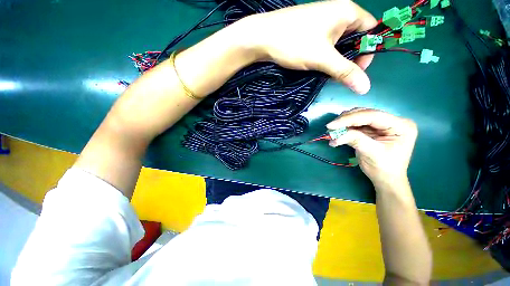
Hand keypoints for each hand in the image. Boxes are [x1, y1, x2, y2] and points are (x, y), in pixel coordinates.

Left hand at [236, 0, 376, 93]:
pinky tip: (317, 65)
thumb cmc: (295, 43)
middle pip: (355, 37)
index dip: (367, 51)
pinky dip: (325, 56)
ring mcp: (322, 21)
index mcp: (347, 11)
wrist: (262, 38)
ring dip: (335, 59)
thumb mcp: (323, 59)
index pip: (370, 30)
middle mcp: (337, 12)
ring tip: (325, 71)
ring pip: (339, 43)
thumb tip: (366, 88)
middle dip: (349, 58)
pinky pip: (326, 44)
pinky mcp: (311, 30)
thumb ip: (345, 72)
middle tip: (337, 74)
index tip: (356, 70)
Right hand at [326, 109, 417, 188]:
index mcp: (400, 125)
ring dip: (343, 123)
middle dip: (345, 120)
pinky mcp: (372, 129)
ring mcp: (381, 124)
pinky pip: (355, 124)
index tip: (331, 125)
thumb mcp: (372, 153)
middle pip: (364, 114)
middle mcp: (392, 121)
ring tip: (332, 131)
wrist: (385, 178)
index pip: (372, 116)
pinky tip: (337, 133)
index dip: (350, 119)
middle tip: (330, 128)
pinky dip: (344, 128)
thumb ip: (356, 140)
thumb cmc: (384, 168)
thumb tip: (336, 135)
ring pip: (358, 117)